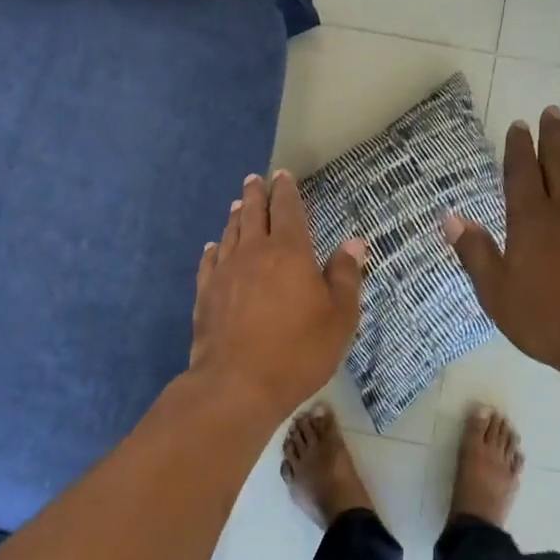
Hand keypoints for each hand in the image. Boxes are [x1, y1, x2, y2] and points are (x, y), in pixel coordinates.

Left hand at [189, 169, 367, 417]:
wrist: (237, 384)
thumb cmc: (299, 350)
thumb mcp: (339, 317)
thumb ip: (345, 276)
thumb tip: (353, 243)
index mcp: (290, 252)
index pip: (288, 210)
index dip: (286, 191)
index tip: (282, 175)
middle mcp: (254, 252)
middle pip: (254, 214)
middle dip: (256, 194)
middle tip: (255, 179)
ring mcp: (225, 272)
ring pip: (230, 233)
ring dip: (236, 216)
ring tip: (239, 204)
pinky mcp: (205, 294)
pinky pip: (209, 262)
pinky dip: (214, 249)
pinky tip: (213, 247)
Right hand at [445, 107, 559, 383]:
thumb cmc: (547, 318)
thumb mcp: (496, 292)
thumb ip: (475, 252)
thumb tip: (451, 217)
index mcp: (531, 219)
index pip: (522, 172)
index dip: (519, 147)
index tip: (519, 125)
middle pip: (558, 163)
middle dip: (553, 135)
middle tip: (552, 111)